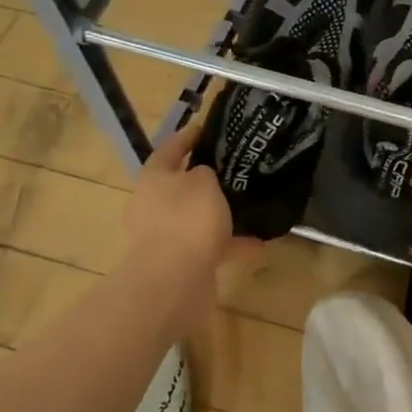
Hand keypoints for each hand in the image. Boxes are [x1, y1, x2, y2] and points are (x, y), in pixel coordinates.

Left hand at [121, 125, 258, 324]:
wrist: (173, 282)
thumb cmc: (187, 221)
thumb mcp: (203, 183)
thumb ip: (205, 173)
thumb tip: (203, 174)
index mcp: (153, 179)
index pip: (169, 149)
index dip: (187, 137)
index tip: (207, 129)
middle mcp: (152, 205)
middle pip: (179, 186)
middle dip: (204, 180)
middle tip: (233, 169)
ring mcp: (164, 237)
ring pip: (195, 218)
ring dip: (218, 215)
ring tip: (249, 207)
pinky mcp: (179, 263)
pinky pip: (209, 247)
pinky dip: (231, 244)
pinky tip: (258, 243)